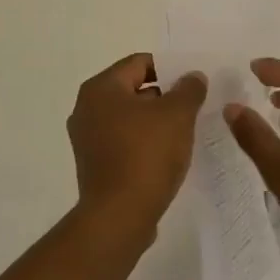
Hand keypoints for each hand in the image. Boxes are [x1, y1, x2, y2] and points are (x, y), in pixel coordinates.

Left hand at [67, 54, 205, 243]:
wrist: (119, 216)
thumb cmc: (147, 154)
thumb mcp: (178, 114)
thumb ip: (189, 89)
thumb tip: (192, 77)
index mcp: (101, 88)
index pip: (140, 63)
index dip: (170, 69)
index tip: (193, 85)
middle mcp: (86, 108)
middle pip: (133, 89)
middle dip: (164, 96)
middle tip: (192, 108)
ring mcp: (86, 138)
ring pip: (128, 117)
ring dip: (155, 121)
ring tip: (183, 133)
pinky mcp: (93, 164)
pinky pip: (123, 141)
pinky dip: (143, 143)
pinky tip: (165, 156)